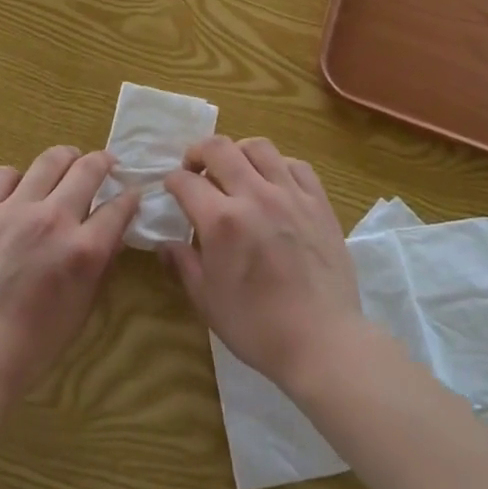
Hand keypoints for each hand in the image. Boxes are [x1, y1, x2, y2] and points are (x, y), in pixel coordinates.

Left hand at [0, 146, 138, 406]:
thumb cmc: (33, 345)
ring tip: (68, 163)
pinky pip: (4, 174)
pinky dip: (18, 177)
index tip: (132, 193)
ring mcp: (15, 211)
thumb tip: (112, 233)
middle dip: (104, 162)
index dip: (130, 197)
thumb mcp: (82, 309)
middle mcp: (54, 220)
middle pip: (89, 169)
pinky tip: (21, 190)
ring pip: (49, 160)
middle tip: (106, 164)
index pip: (119, 207)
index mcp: (84, 250)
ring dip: (66, 158)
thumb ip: (100, 265)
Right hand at [162, 137, 367, 393]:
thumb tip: (164, 244)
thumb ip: (183, 264)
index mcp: (222, 221)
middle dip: (198, 152)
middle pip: (219, 148)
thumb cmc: (258, 327)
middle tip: (195, 169)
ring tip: (235, 170)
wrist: (323, 342)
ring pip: (259, 147)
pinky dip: (278, 165)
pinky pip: (295, 164)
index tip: (172, 189)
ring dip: (238, 152)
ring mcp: (290, 195)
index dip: (173, 181)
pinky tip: (273, 183)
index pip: (186, 182)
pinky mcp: (318, 202)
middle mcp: (254, 195)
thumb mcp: (207, 302)